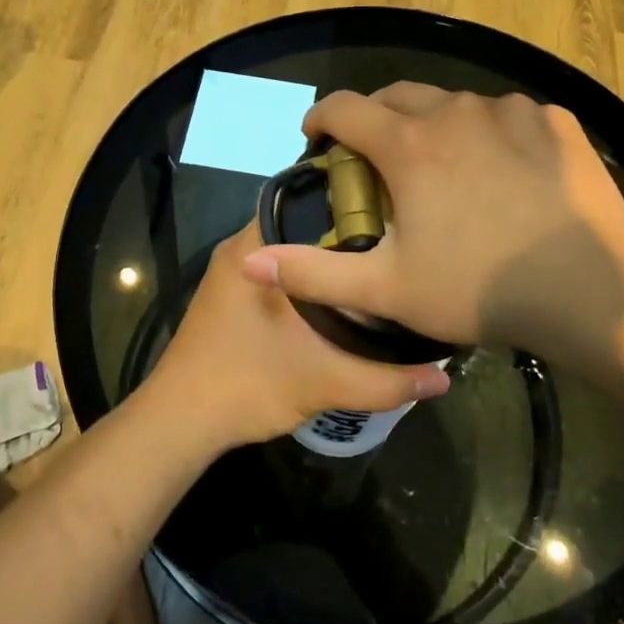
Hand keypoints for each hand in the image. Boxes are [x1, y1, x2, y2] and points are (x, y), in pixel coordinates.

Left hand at [146, 219, 451, 448]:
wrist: (179, 424)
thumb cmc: (245, 386)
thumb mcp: (323, 382)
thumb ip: (385, 380)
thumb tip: (443, 379)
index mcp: (253, 248)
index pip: (309, 198)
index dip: (353, 201)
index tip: (395, 211)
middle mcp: (240, 250)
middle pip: (304, 225)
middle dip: (348, 233)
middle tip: (397, 242)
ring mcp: (232, 276)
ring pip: (291, 252)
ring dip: (328, 260)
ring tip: (380, 265)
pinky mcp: (232, 300)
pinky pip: (280, 274)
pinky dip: (309, 281)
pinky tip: (344, 298)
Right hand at [240, 86, 623, 365]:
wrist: (588, 290)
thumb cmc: (477, 288)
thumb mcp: (384, 289)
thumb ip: (312, 272)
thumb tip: (250, 260)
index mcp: (408, 145)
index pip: (344, 107)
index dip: (321, 118)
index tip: (317, 140)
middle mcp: (455, 112)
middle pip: (398, 94)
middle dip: (377, 117)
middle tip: (377, 156)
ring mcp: (511, 112)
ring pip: (456, 103)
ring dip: (437, 125)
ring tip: (445, 165)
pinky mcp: (556, 123)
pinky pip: (510, 115)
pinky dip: (493, 132)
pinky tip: (505, 168)